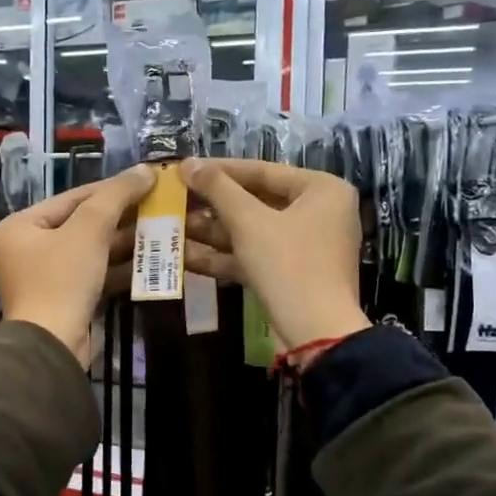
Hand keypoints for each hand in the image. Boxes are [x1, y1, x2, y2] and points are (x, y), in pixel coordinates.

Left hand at [0, 165, 156, 364]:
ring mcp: (43, 278)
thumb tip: (145, 170)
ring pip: (89, 251)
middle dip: (119, 217)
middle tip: (156, 206)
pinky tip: (148, 261)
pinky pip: (92, 275)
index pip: (71, 198)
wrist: (52, 345)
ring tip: (159, 230)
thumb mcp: (89, 229)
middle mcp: (25, 249)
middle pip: (80, 224)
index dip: (110, 189)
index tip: (144, 181)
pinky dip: (117, 268)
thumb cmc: (62, 279)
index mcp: (19, 227)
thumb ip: (116, 196)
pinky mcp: (62, 301)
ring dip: (123, 242)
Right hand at [180, 158, 370, 350]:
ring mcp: (305, 246)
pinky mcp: (290, 274)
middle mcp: (319, 213)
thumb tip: (187, 163)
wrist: (316, 332)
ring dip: (212, 232)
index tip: (185, 168)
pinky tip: (185, 256)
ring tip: (173, 226)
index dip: (220, 170)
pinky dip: (224, 256)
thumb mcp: (249, 222)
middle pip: (256, 202)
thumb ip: (218, 188)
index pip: (263, 171)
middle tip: (176, 199)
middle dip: (212, 206)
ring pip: (252, 232)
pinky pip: (255, 256)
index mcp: (321, 190)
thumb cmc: (288, 264)